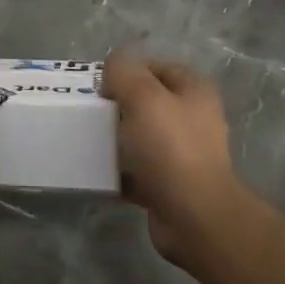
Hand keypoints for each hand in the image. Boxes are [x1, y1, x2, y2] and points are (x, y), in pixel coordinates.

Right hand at [101, 51, 247, 267]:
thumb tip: (112, 67)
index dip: (127, 70)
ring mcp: (183, 154)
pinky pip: (138, 170)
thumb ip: (123, 72)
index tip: (100, 85)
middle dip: (118, 105)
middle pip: (147, 102)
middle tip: (91, 112)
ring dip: (117, 138)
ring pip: (141, 136)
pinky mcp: (170, 184)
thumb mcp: (143, 96)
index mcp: (194, 91)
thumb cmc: (170, 148)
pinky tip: (99, 171)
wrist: (194, 216)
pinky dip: (119, 170)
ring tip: (90, 140)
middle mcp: (193, 118)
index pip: (156, 67)